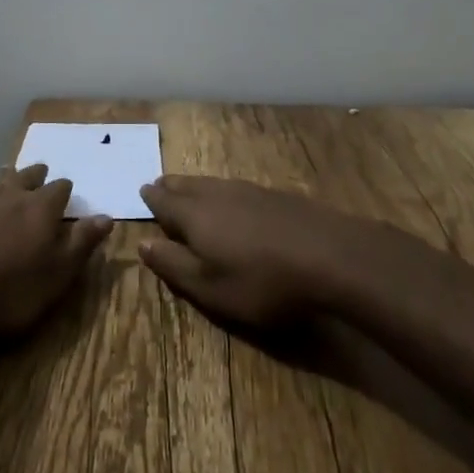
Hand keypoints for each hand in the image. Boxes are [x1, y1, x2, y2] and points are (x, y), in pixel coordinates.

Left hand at [0, 163, 113, 337]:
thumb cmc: (8, 293)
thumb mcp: (56, 276)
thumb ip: (81, 244)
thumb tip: (106, 216)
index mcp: (40, 209)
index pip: (60, 190)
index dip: (65, 192)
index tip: (68, 196)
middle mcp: (9, 194)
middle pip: (27, 177)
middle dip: (37, 177)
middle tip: (41, 176)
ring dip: (2, 178)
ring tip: (6, 175)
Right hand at [138, 176, 351, 327]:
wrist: (331, 257)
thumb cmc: (262, 282)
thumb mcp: (210, 288)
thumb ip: (174, 265)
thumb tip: (142, 243)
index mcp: (194, 215)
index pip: (164, 201)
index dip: (152, 198)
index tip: (142, 192)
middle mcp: (216, 194)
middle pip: (187, 185)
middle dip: (171, 186)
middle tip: (160, 186)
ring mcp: (249, 190)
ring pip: (212, 183)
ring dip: (196, 186)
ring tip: (189, 190)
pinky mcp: (275, 195)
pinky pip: (236, 187)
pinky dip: (223, 192)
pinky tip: (232, 200)